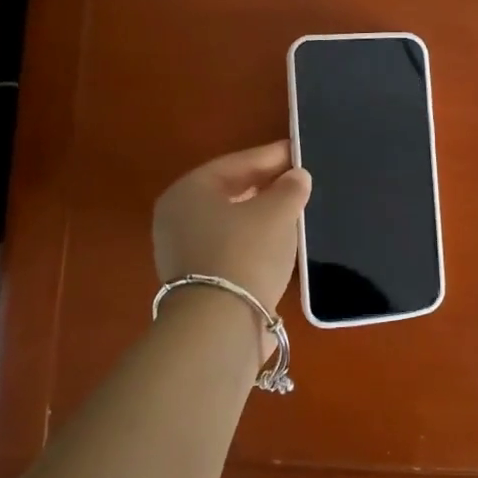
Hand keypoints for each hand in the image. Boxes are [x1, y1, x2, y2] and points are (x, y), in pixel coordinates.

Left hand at [153, 141, 311, 321]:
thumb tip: (297, 177)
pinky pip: (231, 246)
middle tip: (299, 181)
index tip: (299, 152)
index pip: (237, 163)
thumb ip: (290, 188)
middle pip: (230, 191)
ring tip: (294, 210)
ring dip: (261, 214)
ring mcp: (183, 250)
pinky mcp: (198, 279)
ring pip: (231, 220)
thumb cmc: (246, 252)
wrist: (221, 324)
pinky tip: (280, 241)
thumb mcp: (277, 212)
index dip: (272, 156)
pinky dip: (254, 239)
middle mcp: (178, 217)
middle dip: (266, 185)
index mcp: (189, 191)